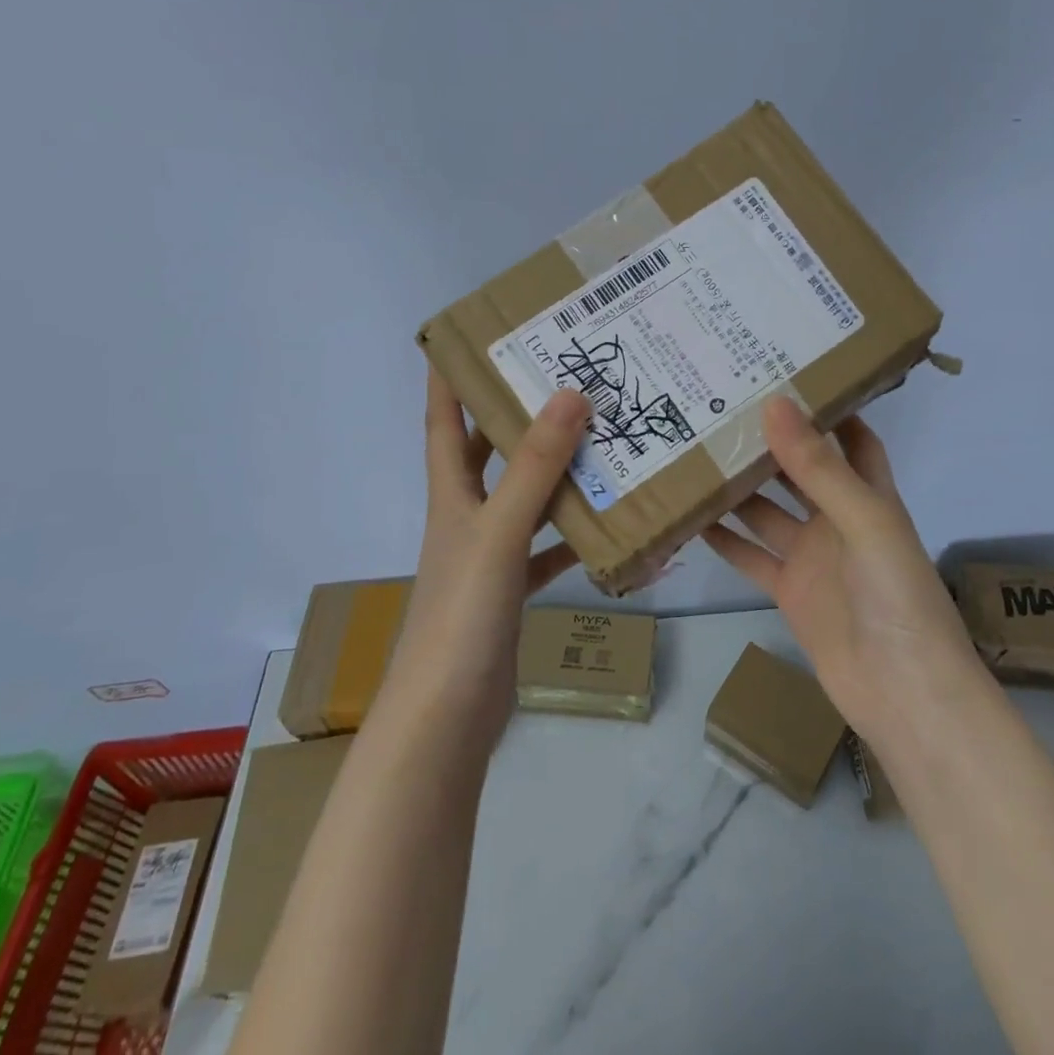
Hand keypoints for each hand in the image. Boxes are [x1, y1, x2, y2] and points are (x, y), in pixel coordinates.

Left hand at [384, 369, 589, 742]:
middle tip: (559, 377)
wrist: (447, 717)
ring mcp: (490, 554)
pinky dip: (574, 535)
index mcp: (451, 494)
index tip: (466, 337)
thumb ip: (534, 467)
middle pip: (487, 452)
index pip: (442, 421)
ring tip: (600, 438)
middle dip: (513, 414)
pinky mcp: (512, 589)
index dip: (448, 378)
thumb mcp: (499, 532)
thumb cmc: (463, 614)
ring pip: (525, 497)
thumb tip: (569, 395)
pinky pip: (548, 548)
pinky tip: (611, 524)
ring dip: (555, 471)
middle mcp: (467, 516)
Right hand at [703, 397, 982, 744]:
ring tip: (697, 450)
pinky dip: (725, 539)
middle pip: (801, 470)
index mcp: (869, 495)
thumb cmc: (897, 596)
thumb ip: (818, 467)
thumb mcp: (864, 521)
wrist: (903, 693)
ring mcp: (812, 556)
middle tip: (723, 406)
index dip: (829, 408)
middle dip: (771, 441)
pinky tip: (692, 516)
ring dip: (740, 487)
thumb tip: (775, 404)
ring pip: (768, 510)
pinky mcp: (789, 591)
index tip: (788, 374)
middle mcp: (839, 519)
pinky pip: (751, 555)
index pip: (852, 438)